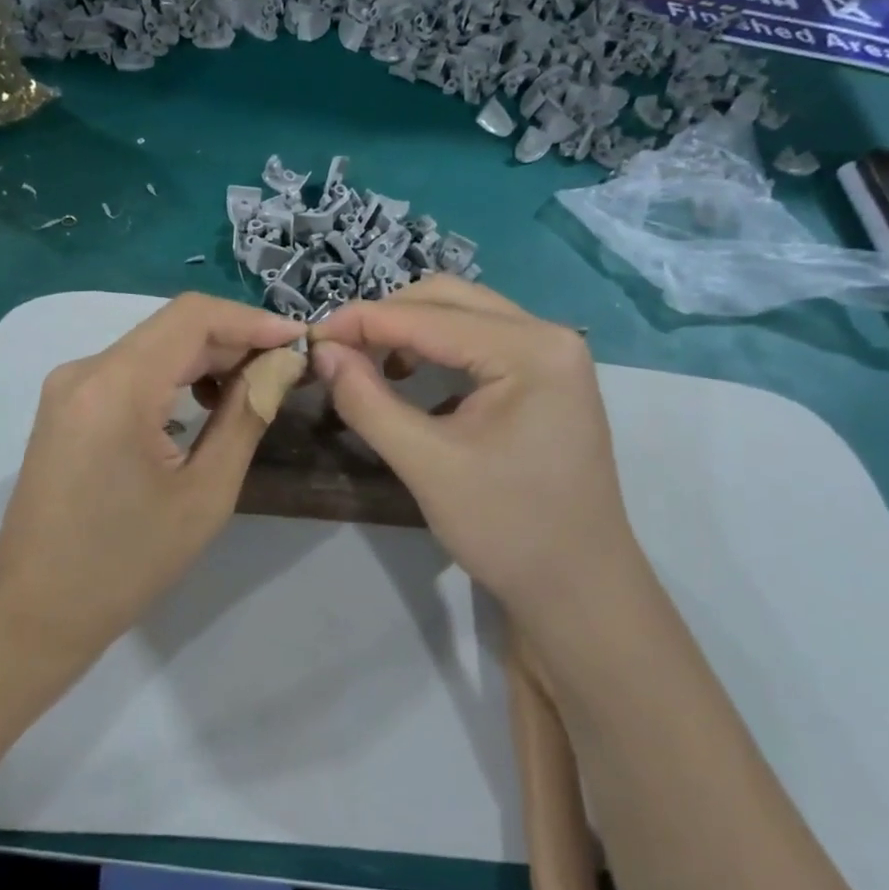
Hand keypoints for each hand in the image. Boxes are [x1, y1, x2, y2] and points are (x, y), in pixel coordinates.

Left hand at [0, 293, 304, 653]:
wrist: (36, 609)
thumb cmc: (126, 562)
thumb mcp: (205, 493)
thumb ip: (246, 416)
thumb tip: (281, 365)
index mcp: (116, 386)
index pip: (193, 316)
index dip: (252, 320)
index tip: (300, 341)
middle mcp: (86, 369)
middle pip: (173, 328)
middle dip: (235, 341)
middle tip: (287, 369)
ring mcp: (70, 385)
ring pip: (154, 346)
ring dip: (207, 358)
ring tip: (254, 388)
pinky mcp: (68, 405)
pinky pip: (132, 370)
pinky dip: (175, 376)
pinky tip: (205, 403)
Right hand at [308, 277, 636, 620]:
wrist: (578, 589)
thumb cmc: (508, 529)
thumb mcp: (427, 465)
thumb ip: (368, 401)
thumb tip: (322, 353)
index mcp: (531, 349)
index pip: (430, 316)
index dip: (362, 320)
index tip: (310, 337)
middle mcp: (549, 335)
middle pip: (450, 299)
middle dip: (386, 318)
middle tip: (337, 350)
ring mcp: (553, 355)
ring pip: (464, 316)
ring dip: (409, 331)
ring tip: (366, 363)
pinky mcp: (546, 377)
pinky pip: (480, 342)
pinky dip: (436, 350)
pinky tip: (410, 379)